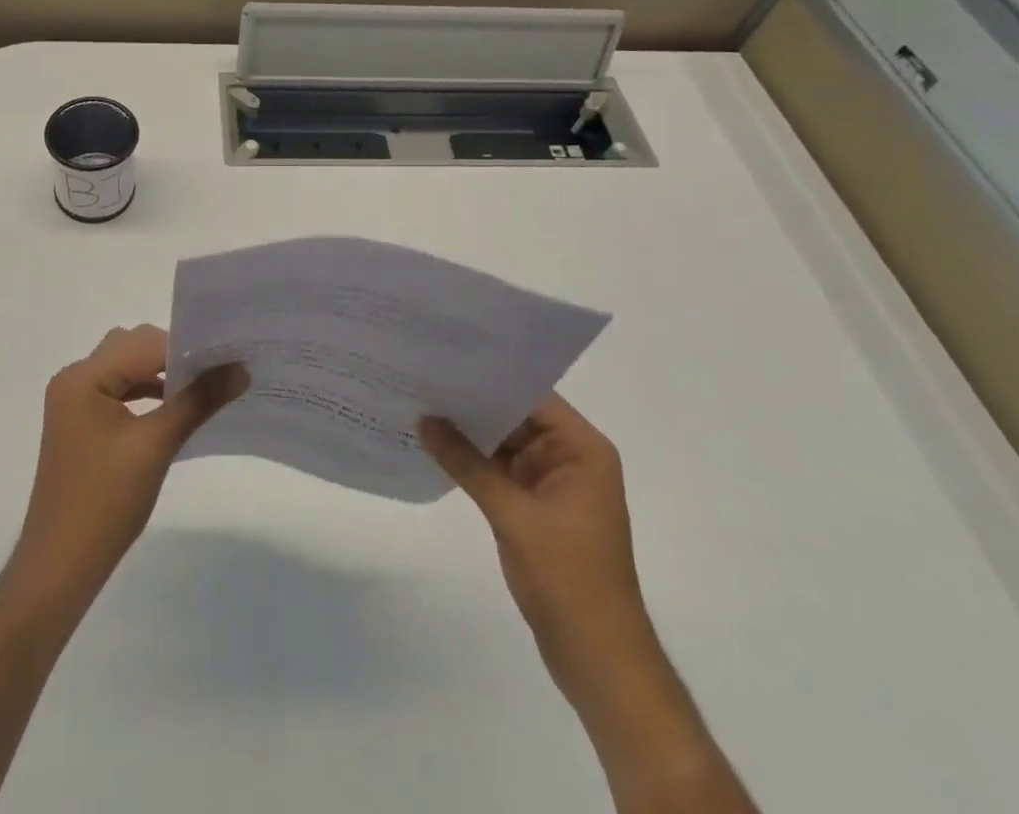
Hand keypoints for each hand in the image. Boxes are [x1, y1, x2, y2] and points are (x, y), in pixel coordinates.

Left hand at [11, 325, 246, 604]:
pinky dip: (146, 394)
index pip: (143, 344)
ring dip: (160, 375)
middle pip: (132, 348)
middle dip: (174, 356)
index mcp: (83, 377)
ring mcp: (74, 402)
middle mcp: (74, 379)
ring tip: (202, 388)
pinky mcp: (81, 424)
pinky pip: (118, 392)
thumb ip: (198, 401)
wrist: (60, 567)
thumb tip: (240, 369)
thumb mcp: (156, 445)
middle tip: (217, 370)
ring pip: (125, 369)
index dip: (186, 349)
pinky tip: (173, 410)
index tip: (226, 357)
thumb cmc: (105, 502)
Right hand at [421, 394, 652, 705]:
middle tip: (422, 377)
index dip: (490, 376)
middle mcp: (571, 458)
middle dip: (473, 402)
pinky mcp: (536, 508)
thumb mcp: (513, 515)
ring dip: (469, 432)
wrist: (598, 659)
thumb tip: (424, 419)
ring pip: (505, 443)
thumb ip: (467, 463)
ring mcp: (553, 484)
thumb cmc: (568, 578)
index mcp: (582, 450)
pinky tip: (436, 446)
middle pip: (516, 416)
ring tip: (420, 403)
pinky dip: (472, 461)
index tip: (446, 360)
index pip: (532, 395)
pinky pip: (500, 470)